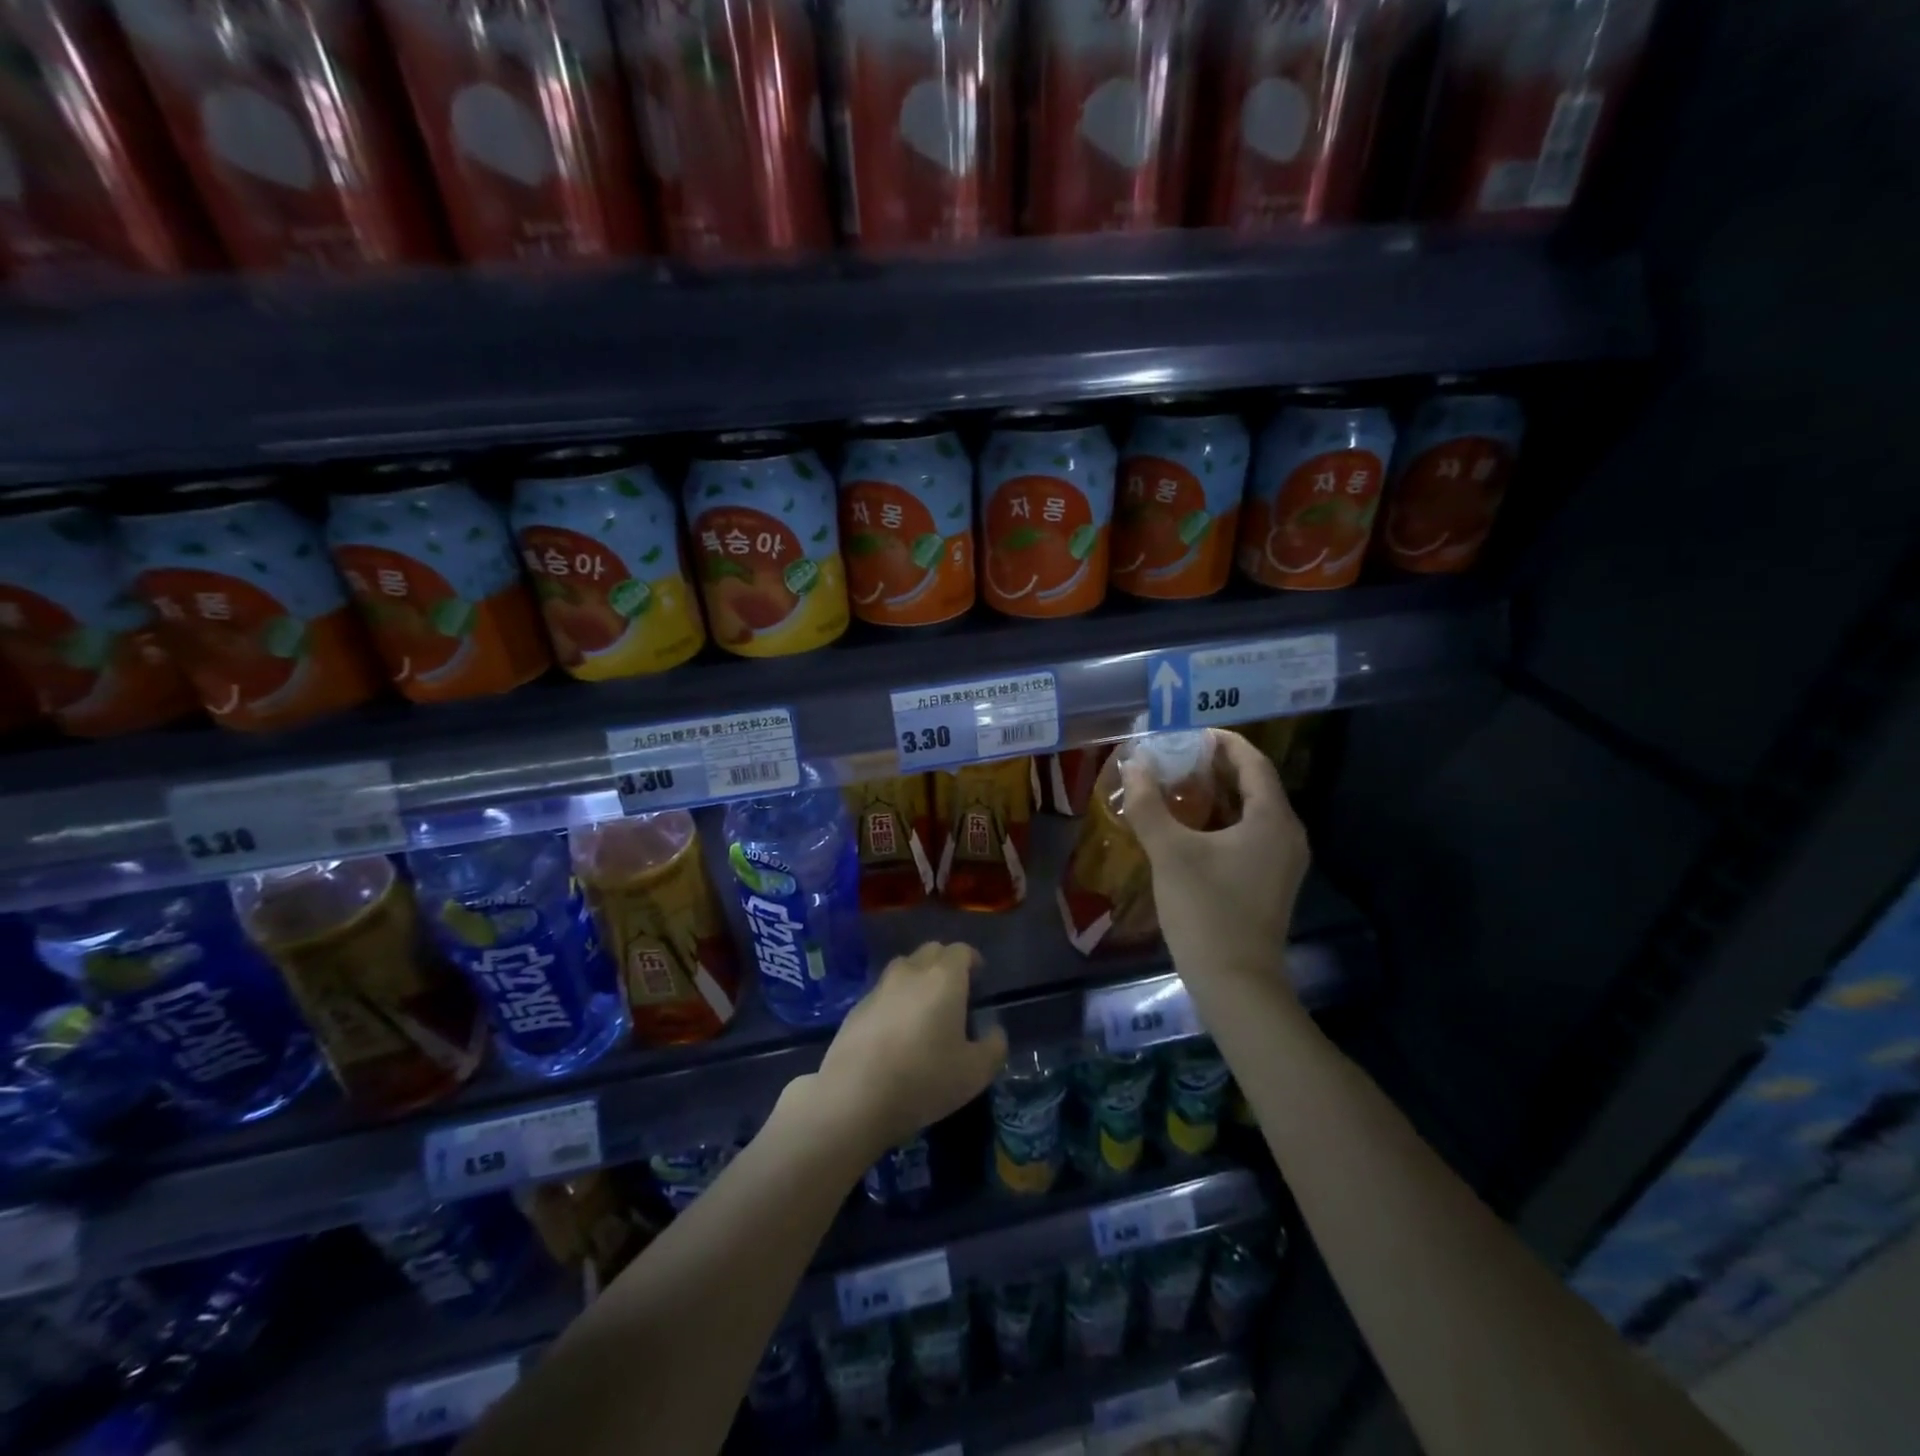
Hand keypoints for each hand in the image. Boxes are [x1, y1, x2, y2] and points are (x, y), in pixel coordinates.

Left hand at [805, 942, 1008, 1157]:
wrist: (854, 1096)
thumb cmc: (924, 1078)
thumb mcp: (975, 1072)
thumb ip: (994, 1047)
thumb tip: (995, 1032)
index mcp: (944, 978)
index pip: (961, 951)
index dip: (972, 961)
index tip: (979, 980)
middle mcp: (911, 972)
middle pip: (931, 951)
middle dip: (946, 964)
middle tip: (955, 993)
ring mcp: (880, 987)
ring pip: (904, 967)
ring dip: (918, 978)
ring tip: (925, 1009)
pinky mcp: (856, 1007)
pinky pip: (884, 992)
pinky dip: (895, 1000)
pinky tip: (896, 1031)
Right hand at [1121, 728, 1310, 989]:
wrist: (1236, 983)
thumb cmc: (1206, 911)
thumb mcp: (1170, 853)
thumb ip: (1149, 805)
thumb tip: (1134, 765)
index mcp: (1272, 819)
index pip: (1252, 762)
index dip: (1222, 742)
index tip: (1187, 733)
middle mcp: (1287, 834)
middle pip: (1254, 784)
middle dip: (1215, 767)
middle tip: (1175, 756)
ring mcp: (1282, 861)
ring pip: (1250, 811)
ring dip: (1216, 794)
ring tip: (1176, 785)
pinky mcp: (1270, 881)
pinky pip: (1249, 834)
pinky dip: (1221, 820)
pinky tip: (1188, 826)